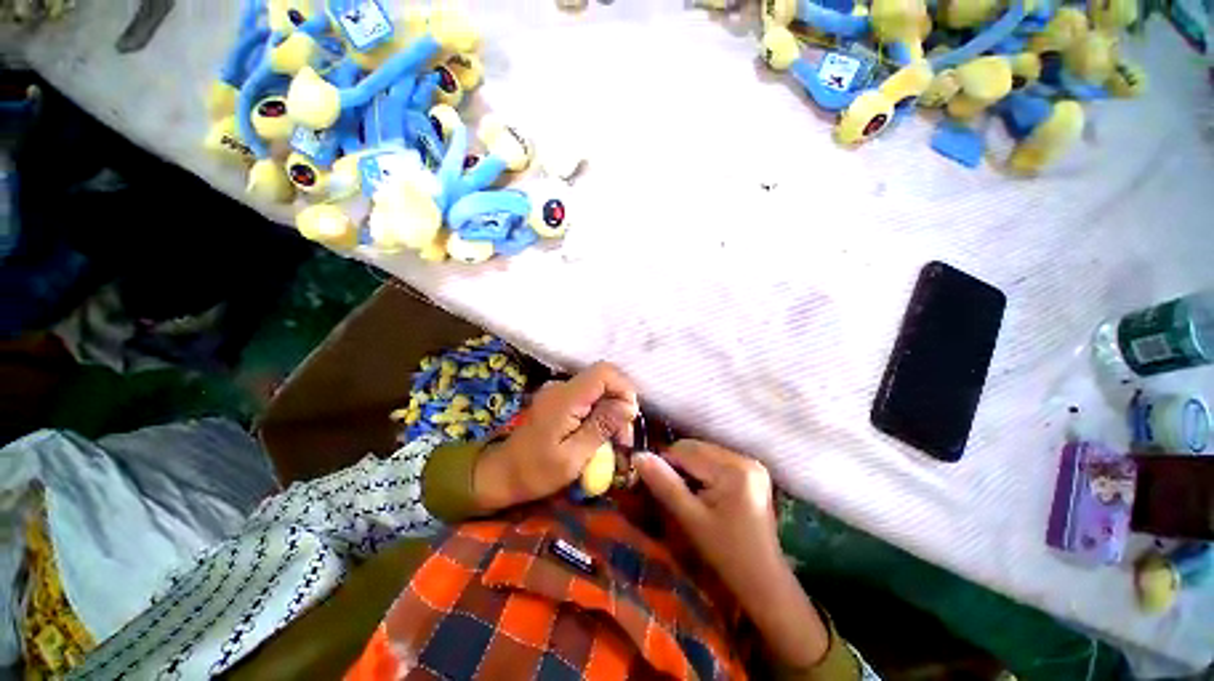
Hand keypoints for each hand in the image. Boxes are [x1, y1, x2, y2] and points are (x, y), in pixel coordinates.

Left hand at [473, 362, 638, 510]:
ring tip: (614, 442)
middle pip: (604, 380)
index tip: (629, 418)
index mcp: (566, 398)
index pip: (604, 372)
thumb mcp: (573, 457)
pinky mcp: (559, 401)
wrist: (501, 474)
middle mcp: (562, 387)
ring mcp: (559, 392)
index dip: (624, 389)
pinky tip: (600, 436)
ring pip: (598, 390)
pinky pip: (588, 398)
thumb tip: (629, 406)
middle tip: (623, 439)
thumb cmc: (535, 472)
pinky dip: (600, 414)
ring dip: (612, 411)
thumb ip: (601, 427)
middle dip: (620, 405)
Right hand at [636, 441, 829, 669]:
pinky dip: (702, 471)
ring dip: (689, 467)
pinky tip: (703, 492)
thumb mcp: (690, 519)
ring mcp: (751, 463)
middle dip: (678, 465)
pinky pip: (715, 460)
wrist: (763, 580)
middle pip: (696, 448)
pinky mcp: (751, 471)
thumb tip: (637, 456)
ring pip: (703, 452)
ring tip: (688, 495)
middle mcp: (744, 458)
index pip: (685, 451)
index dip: (664, 463)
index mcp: (733, 469)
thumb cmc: (725, 554)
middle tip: (672, 493)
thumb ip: (664, 484)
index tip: (653, 484)